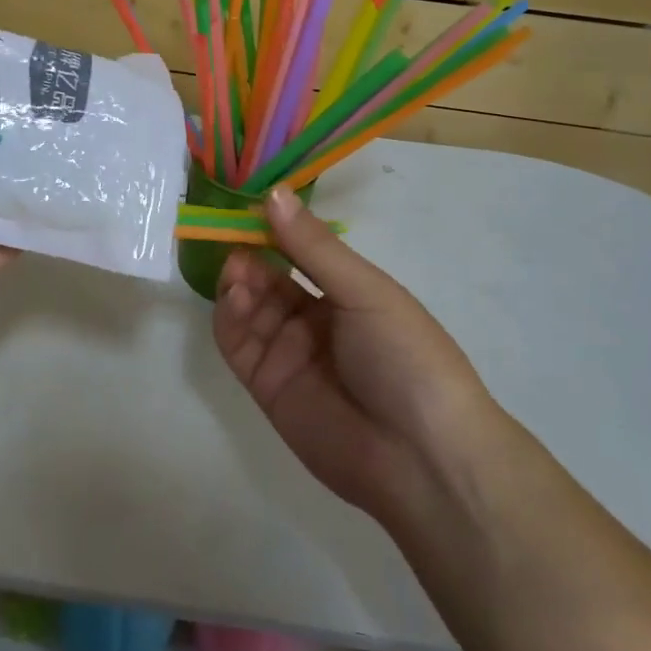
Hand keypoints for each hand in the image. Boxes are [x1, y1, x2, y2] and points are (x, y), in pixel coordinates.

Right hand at [213, 186, 497, 526]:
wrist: (422, 458)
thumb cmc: (406, 357)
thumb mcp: (366, 292)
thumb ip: (314, 247)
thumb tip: (273, 193)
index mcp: (348, 292)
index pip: (301, 251)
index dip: (275, 228)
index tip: (248, 206)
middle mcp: (315, 319)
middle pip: (269, 277)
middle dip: (249, 254)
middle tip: (233, 239)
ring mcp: (288, 352)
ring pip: (248, 306)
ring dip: (237, 282)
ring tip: (236, 271)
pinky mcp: (266, 385)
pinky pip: (237, 343)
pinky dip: (228, 317)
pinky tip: (234, 297)